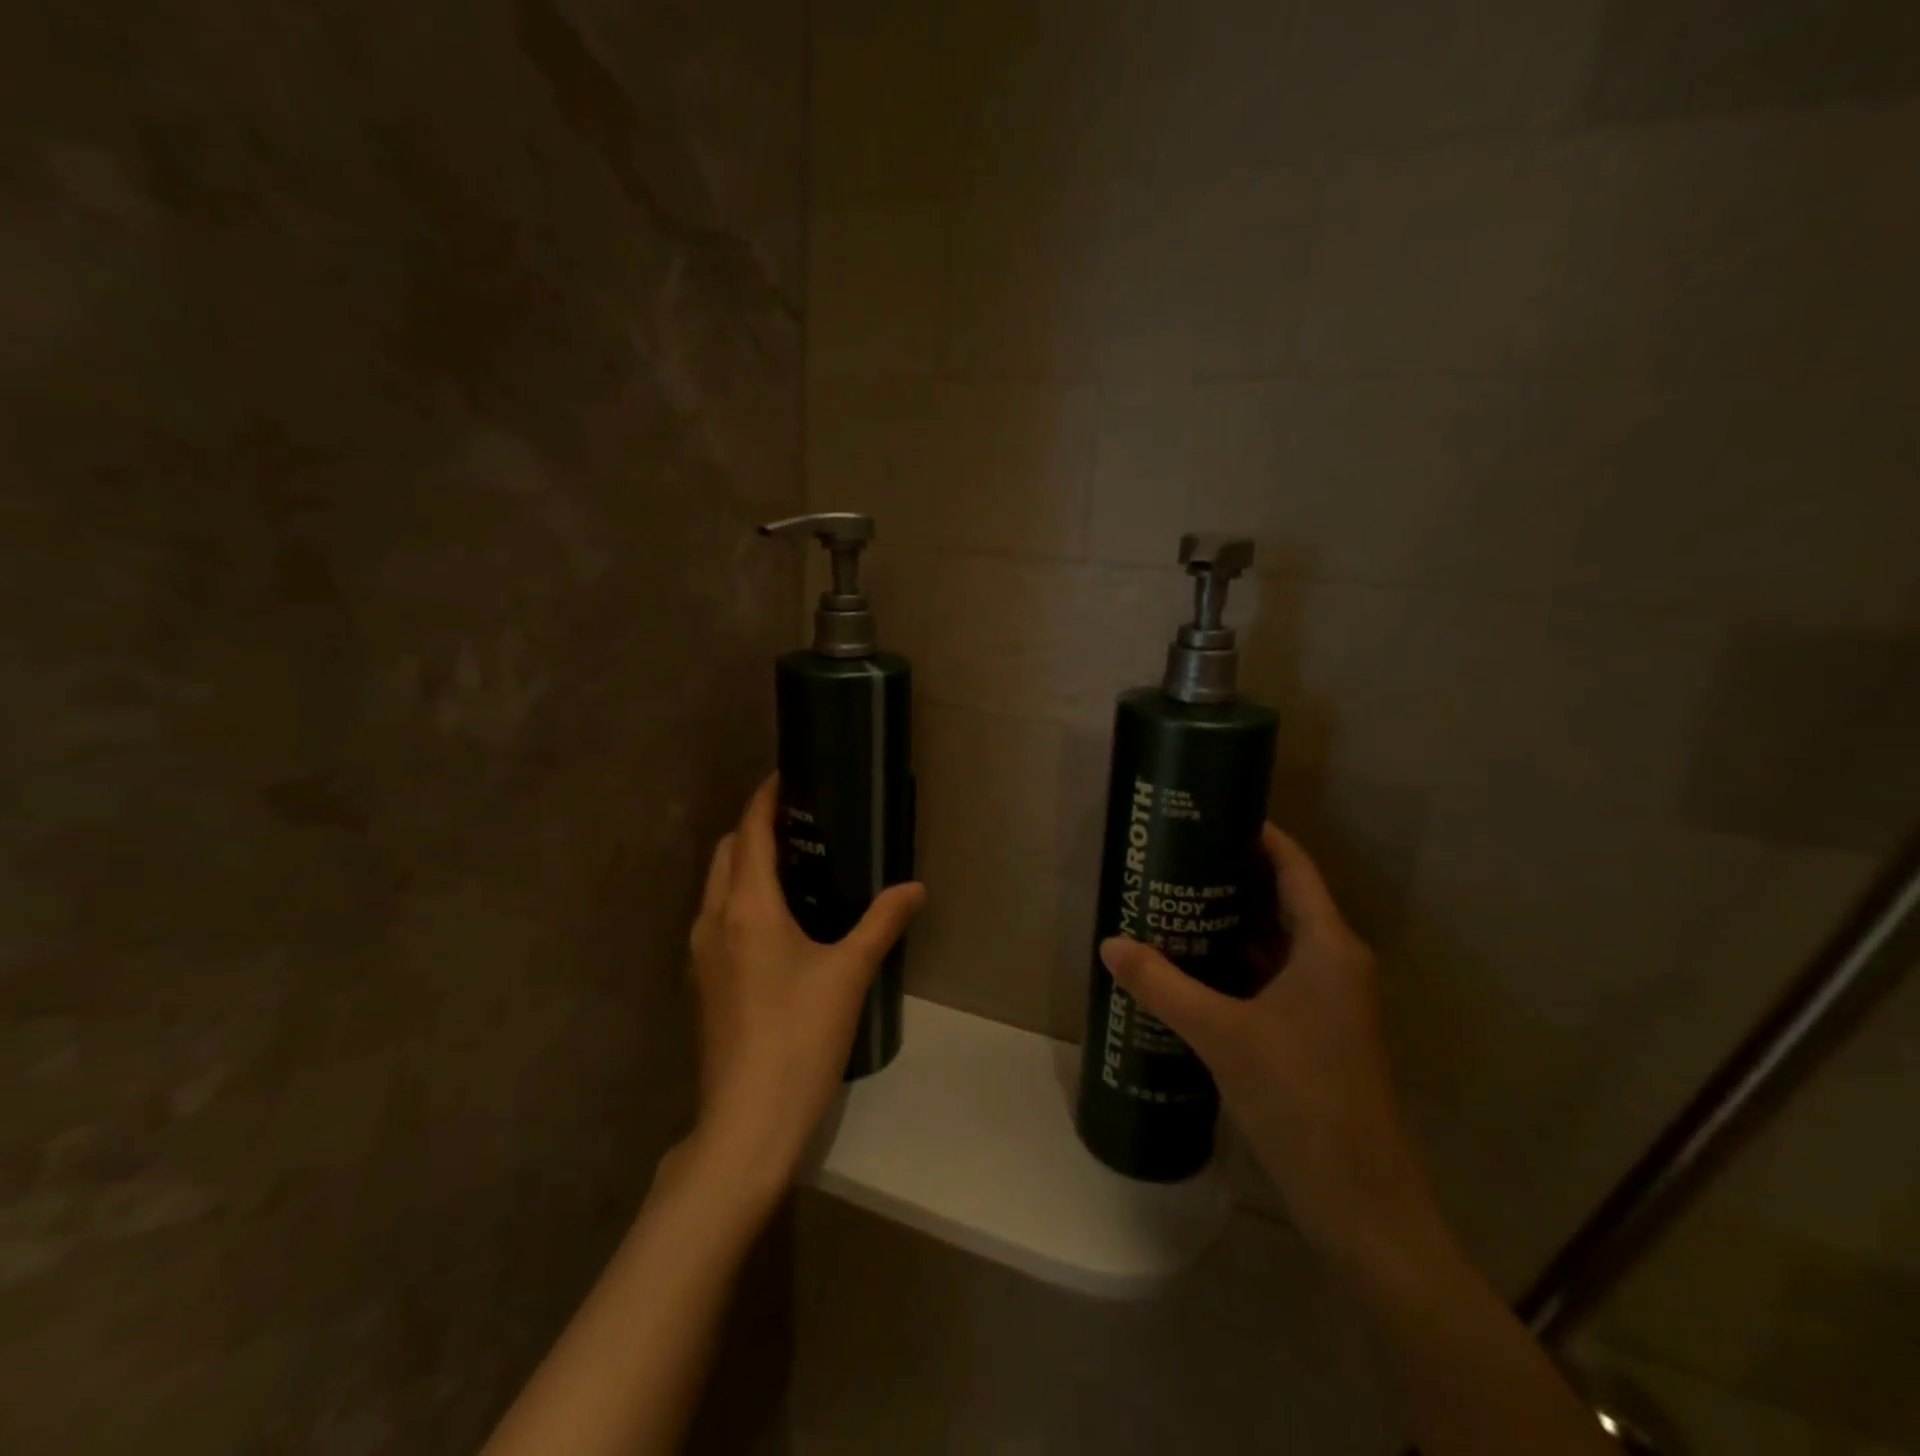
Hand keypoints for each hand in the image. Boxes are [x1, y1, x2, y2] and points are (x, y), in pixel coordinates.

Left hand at [683, 775, 924, 1193]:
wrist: (747, 1120)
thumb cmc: (800, 1036)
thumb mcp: (850, 974)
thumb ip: (882, 922)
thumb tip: (915, 889)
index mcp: (747, 908)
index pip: (751, 832)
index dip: (766, 798)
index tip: (787, 776)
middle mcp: (714, 920)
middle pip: (727, 853)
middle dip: (754, 828)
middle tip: (800, 823)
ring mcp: (702, 953)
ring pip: (717, 886)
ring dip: (744, 863)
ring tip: (792, 866)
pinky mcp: (703, 982)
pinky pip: (717, 916)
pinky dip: (740, 897)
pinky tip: (778, 922)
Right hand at [1099, 824, 1427, 1254]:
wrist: (1358, 1200)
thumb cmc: (1298, 1097)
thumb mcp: (1220, 1034)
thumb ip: (1162, 984)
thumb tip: (1109, 944)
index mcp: (1328, 946)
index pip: (1294, 867)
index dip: (1259, 835)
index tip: (1212, 815)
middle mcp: (1336, 962)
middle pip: (1283, 899)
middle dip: (1232, 877)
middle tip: (1176, 859)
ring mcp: (1331, 999)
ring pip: (1278, 941)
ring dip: (1233, 923)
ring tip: (1175, 905)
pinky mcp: (1319, 1030)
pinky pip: (1276, 976)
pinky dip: (1239, 963)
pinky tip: (1195, 967)